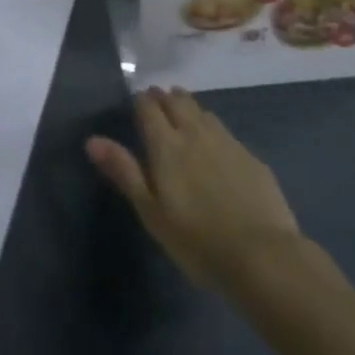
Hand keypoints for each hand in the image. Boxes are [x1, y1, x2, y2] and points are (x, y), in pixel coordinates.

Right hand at [86, 87, 300, 292]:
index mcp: (166, 143)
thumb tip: (92, 140)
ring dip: (189, 108)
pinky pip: (225, 131)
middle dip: (165, 98)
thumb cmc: (197, 240)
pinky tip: (216, 145)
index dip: (141, 102)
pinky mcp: (250, 157)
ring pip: (202, 111)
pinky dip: (213, 129)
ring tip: (184, 114)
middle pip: (177, 101)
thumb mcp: (151, 212)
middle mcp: (194, 132)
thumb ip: (124, 171)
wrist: (263, 257)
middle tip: (159, 102)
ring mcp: (226, 142)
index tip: (137, 105)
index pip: (148, 107)